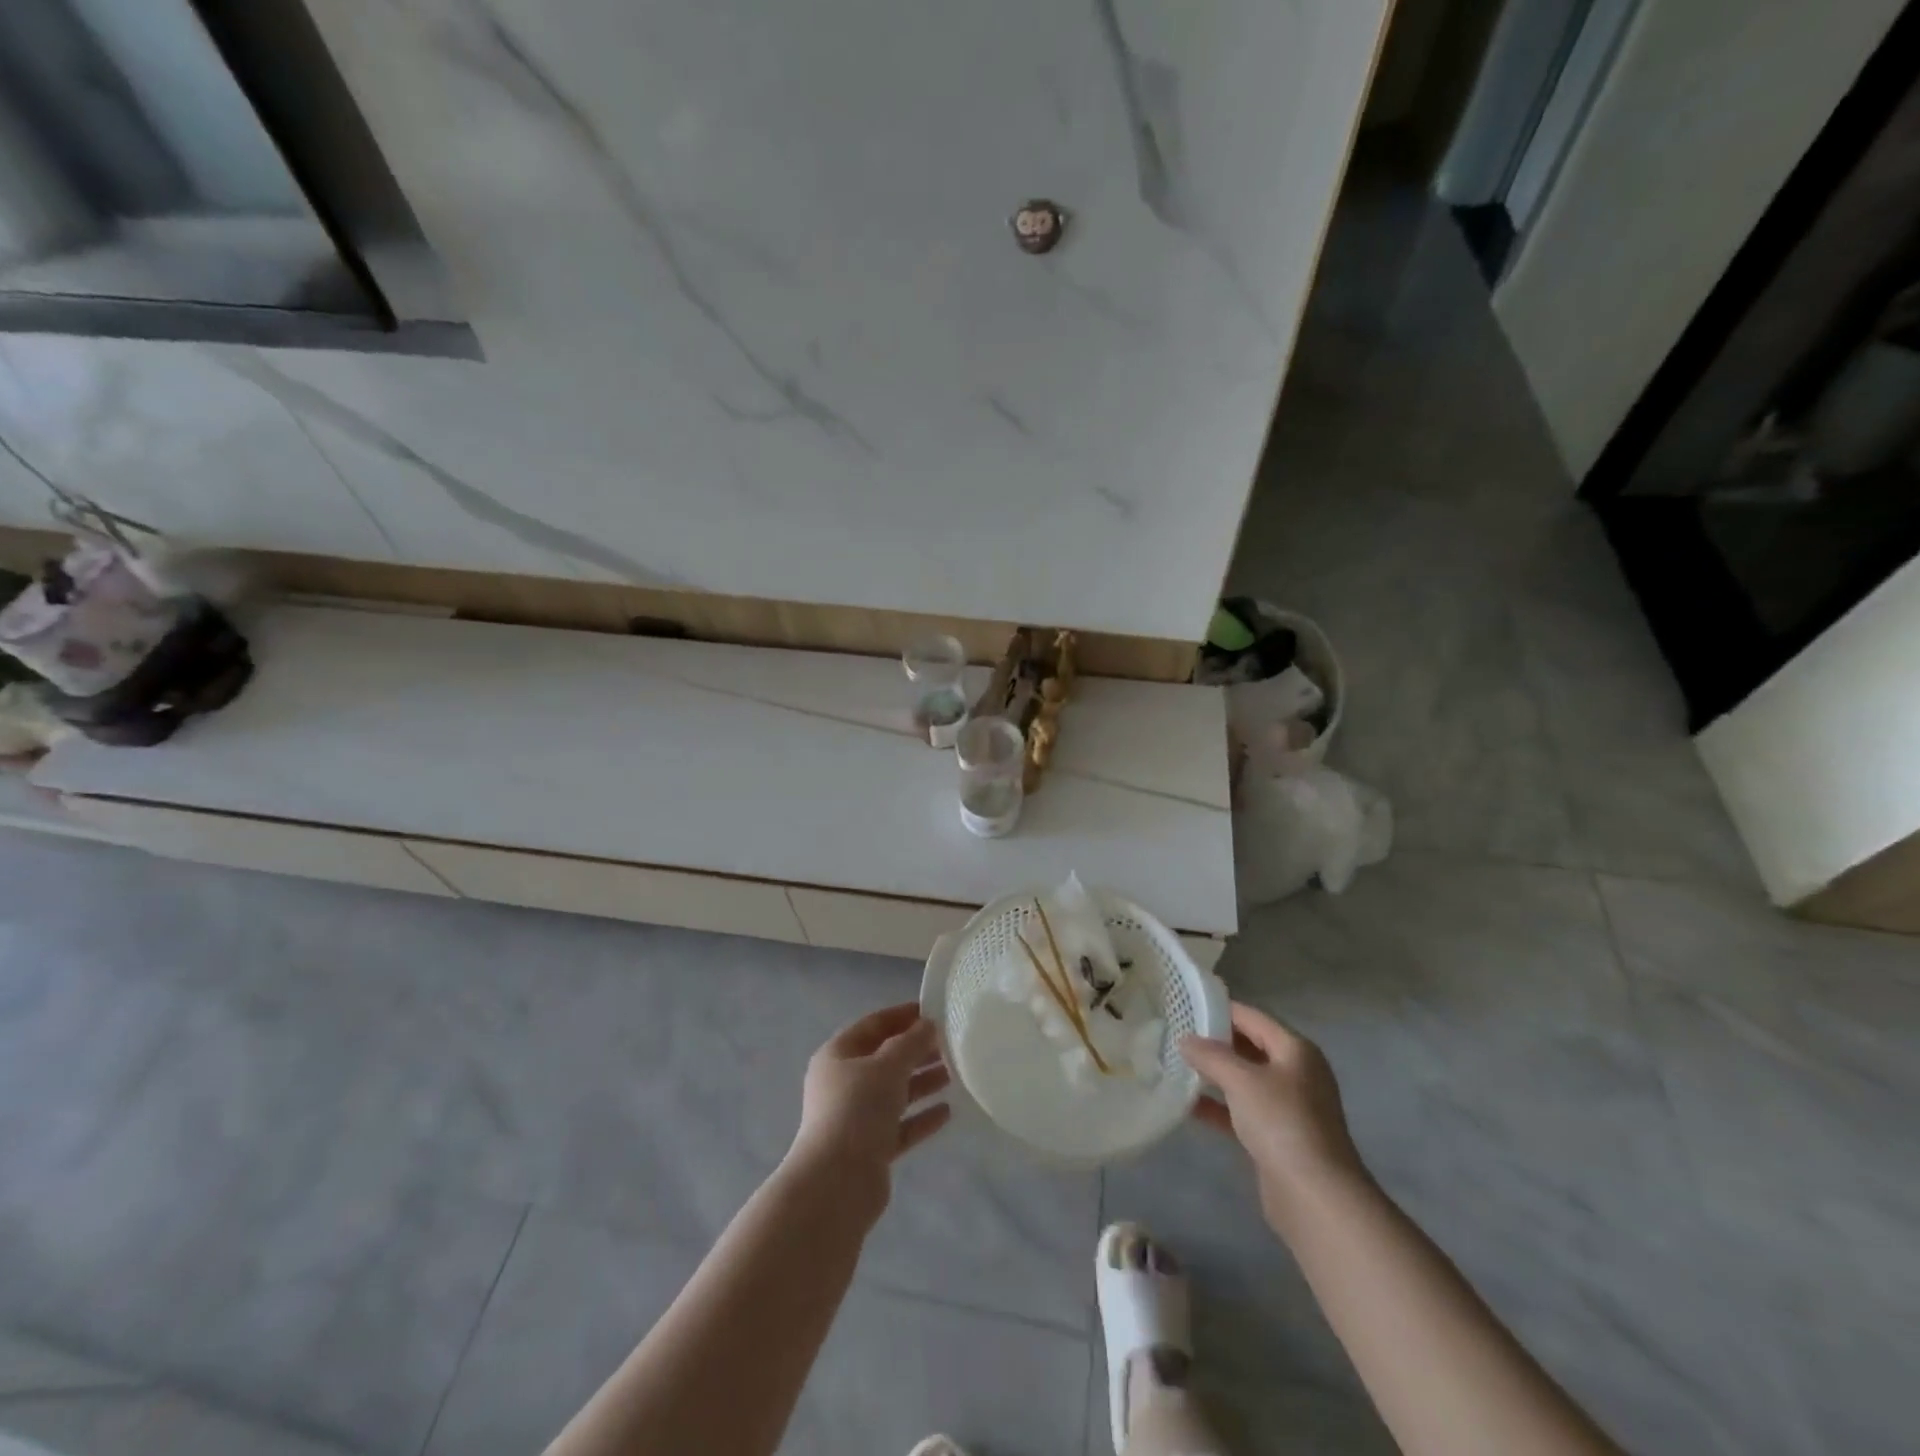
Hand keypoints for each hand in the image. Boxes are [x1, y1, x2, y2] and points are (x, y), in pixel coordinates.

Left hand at [787, 1003, 951, 1201]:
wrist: (837, 1183)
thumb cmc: (858, 1108)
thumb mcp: (887, 1065)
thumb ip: (911, 1043)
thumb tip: (928, 1025)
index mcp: (838, 1055)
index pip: (873, 1025)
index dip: (903, 1016)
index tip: (934, 1011)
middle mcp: (843, 1083)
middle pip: (885, 1059)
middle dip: (917, 1050)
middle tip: (951, 1043)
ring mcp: (855, 1117)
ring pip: (894, 1092)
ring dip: (922, 1082)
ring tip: (955, 1074)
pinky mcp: (870, 1148)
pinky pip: (900, 1125)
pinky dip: (921, 1117)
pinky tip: (948, 1112)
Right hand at [1180, 1003, 1365, 1229]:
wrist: (1316, 1197)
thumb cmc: (1282, 1123)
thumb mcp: (1242, 1080)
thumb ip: (1210, 1056)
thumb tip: (1185, 1040)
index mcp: (1295, 1050)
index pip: (1252, 1017)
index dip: (1219, 1009)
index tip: (1184, 1006)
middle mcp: (1295, 1073)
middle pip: (1249, 1047)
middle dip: (1214, 1042)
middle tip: (1175, 1035)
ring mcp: (1288, 1107)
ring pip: (1244, 1080)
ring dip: (1214, 1075)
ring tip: (1176, 1065)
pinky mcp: (1277, 1137)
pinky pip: (1242, 1111)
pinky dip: (1218, 1106)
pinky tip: (1187, 1105)